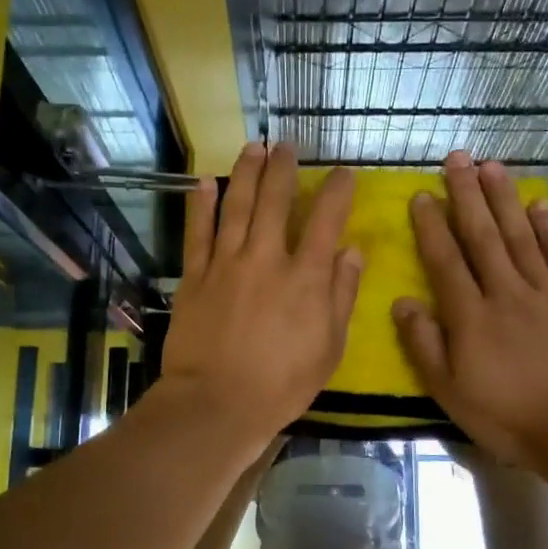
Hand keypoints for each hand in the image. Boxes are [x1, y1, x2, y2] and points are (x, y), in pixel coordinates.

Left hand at [160, 143, 362, 446]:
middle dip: (282, 168)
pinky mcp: (195, 277)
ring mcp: (226, 264)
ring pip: (236, 206)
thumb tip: (352, 251)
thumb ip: (341, 295)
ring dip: (244, 173)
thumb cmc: (282, 384)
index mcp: (305, 277)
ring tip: (252, 147)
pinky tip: (204, 182)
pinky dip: (201, 205)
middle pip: (275, 201)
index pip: (325, 220)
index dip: (336, 190)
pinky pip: (197, 233)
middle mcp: (266, 258)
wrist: (218, 403)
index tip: (342, 173)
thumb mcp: (329, 347)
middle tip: (285, 145)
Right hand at [392, 152, 547, 474]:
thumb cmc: (510, 419)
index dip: (432, 226)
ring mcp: (547, 294)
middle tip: (457, 157)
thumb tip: (402, 301)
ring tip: (492, 166)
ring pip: (521, 237)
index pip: (445, 261)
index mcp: (471, 317)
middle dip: (467, 195)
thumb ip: (424, 345)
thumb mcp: (451, 394)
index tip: (422, 194)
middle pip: (483, 236)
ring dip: (505, 199)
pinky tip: (540, 205)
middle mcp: (507, 293)